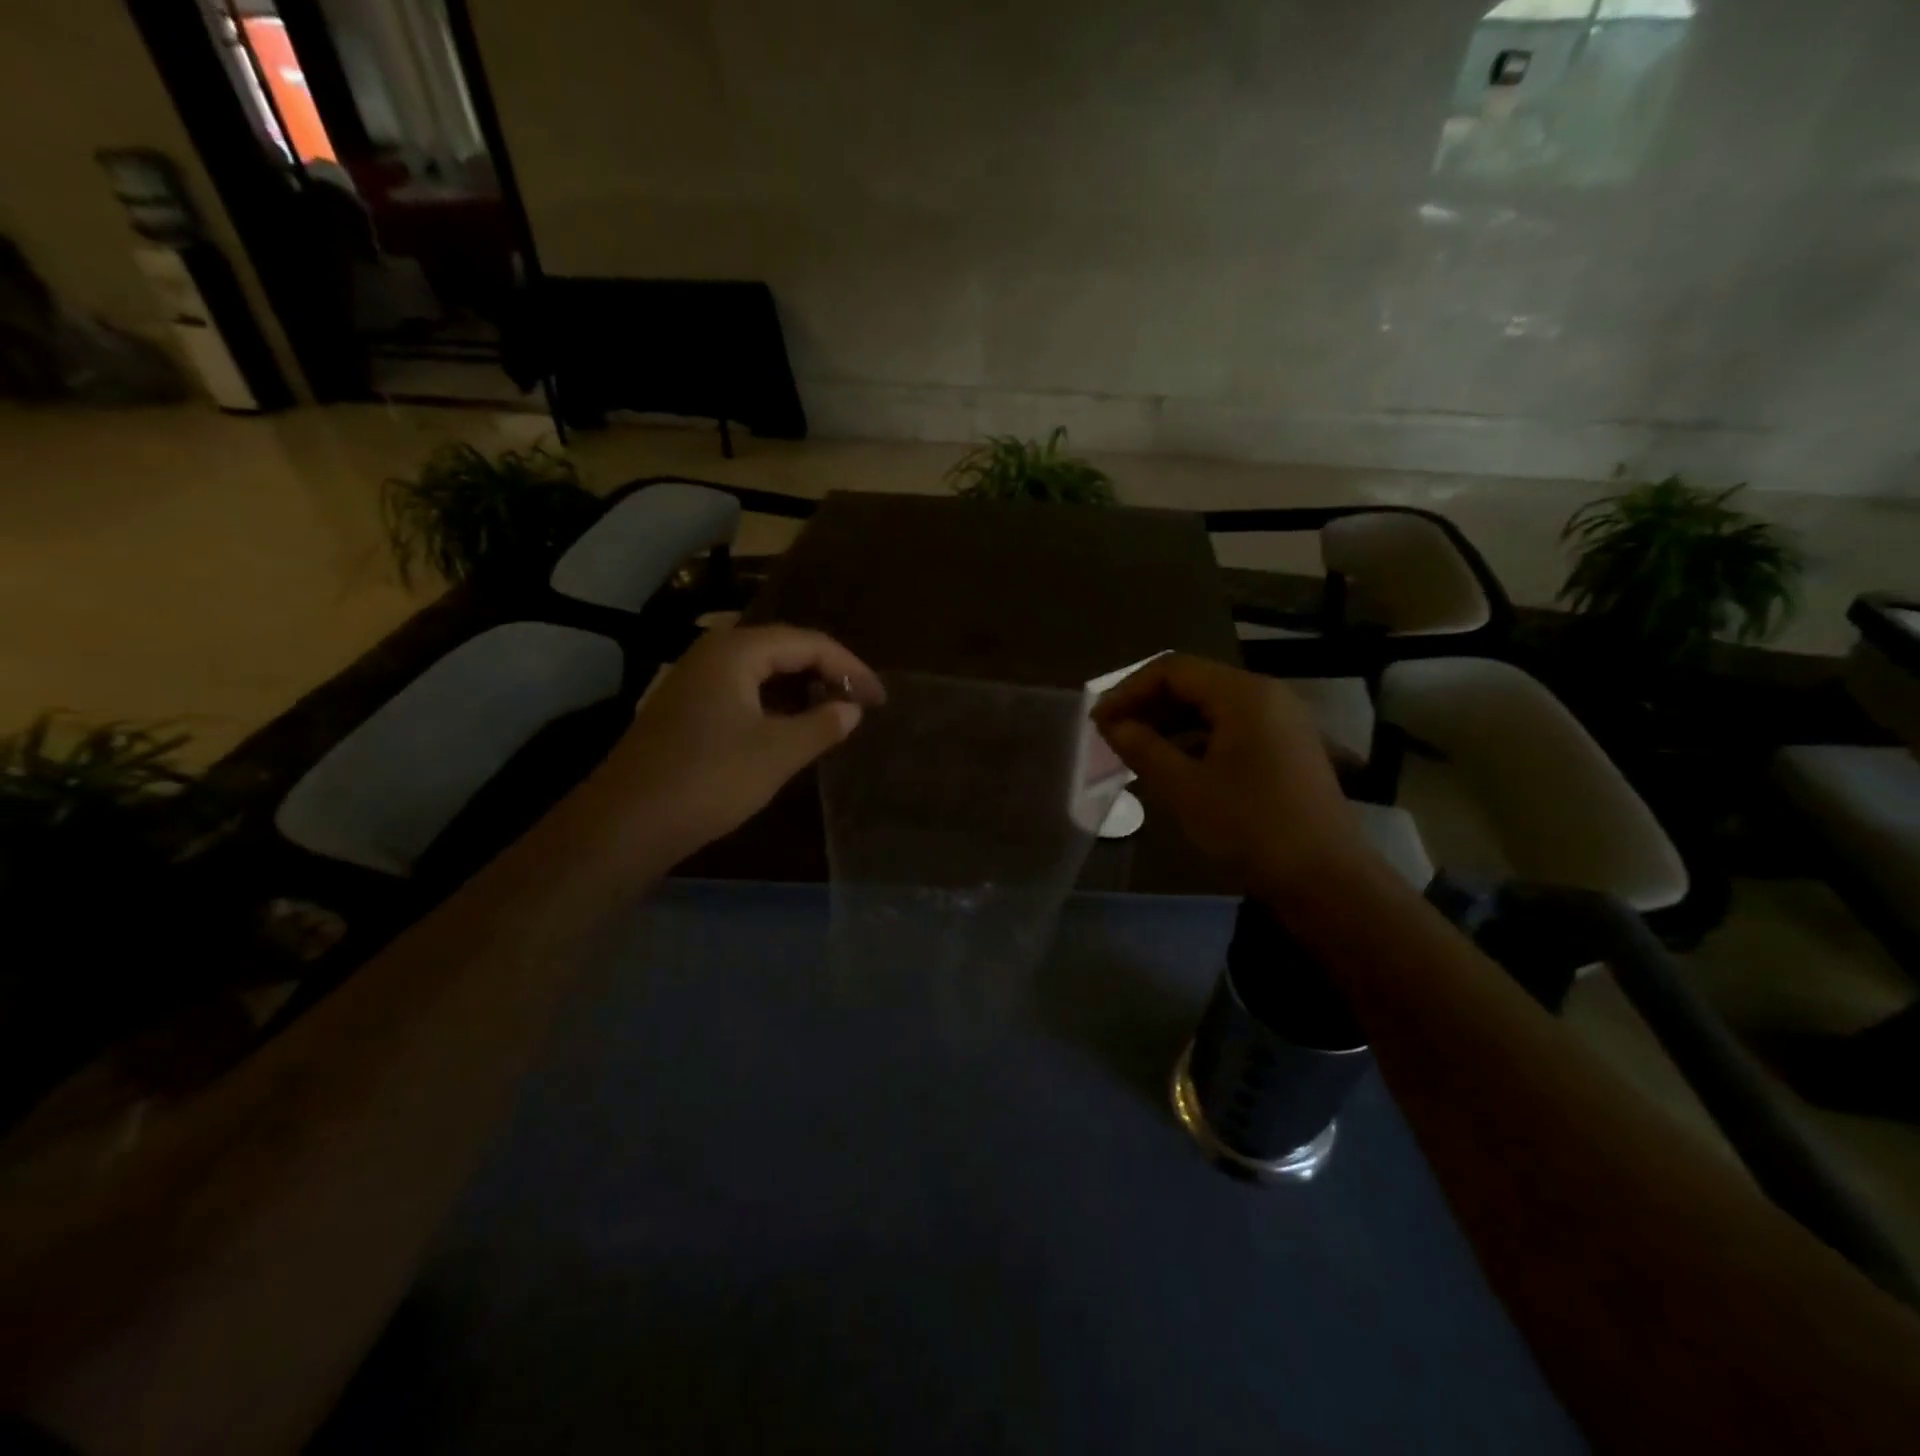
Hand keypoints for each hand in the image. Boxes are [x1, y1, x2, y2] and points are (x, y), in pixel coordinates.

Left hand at [606, 624, 884, 855]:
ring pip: (761, 671)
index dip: (851, 667)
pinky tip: (790, 727)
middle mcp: (713, 653)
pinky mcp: (685, 708)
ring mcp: (694, 680)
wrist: (627, 822)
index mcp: (737, 651)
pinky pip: (742, 690)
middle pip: (784, 649)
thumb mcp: (777, 753)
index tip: (879, 698)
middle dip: (827, 672)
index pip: (808, 642)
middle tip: (860, 702)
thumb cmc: (710, 779)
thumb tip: (851, 710)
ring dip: (801, 688)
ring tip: (833, 713)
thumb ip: (822, 725)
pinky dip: (774, 703)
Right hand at [1091, 655, 1367, 893]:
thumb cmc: (1251, 828)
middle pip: (1194, 683)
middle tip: (1111, 735)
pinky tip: (1175, 764)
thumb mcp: (1185, 789)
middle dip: (1147, 704)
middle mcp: (1267, 695)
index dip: (1128, 691)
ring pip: (1212, 706)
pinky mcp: (1287, 748)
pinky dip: (1197, 738)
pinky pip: (1232, 727)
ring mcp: (1282, 722)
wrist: (1327, 880)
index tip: (1098, 722)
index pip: (1172, 670)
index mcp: (1244, 694)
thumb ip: (1143, 748)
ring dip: (1170, 722)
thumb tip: (1112, 726)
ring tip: (1136, 750)